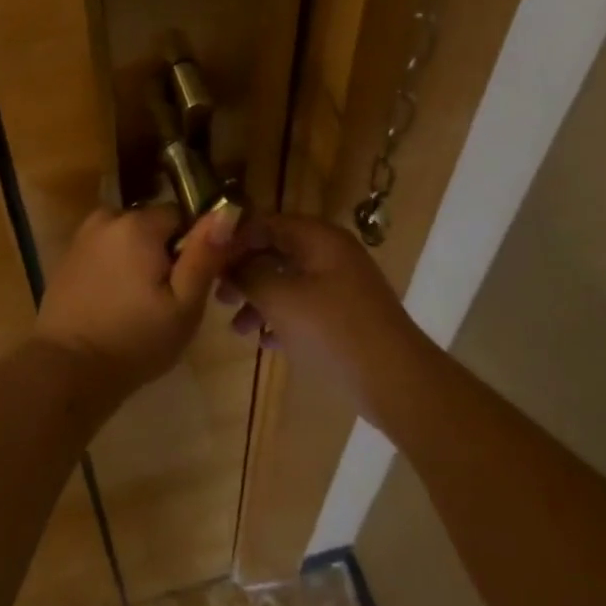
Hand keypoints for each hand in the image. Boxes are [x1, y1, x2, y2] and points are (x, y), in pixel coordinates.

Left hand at [33, 202, 240, 408]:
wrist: (68, 369)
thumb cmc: (135, 340)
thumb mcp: (184, 304)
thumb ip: (205, 254)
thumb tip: (227, 210)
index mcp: (137, 223)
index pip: (181, 214)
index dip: (193, 245)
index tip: (191, 281)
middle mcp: (107, 217)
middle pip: (153, 225)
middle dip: (165, 252)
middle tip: (168, 299)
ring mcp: (83, 236)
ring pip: (129, 238)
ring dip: (139, 260)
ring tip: (141, 304)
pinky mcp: (68, 257)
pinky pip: (106, 251)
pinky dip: (116, 269)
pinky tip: (116, 303)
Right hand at [217, 213, 419, 423]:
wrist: (397, 382)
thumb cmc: (333, 330)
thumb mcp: (280, 299)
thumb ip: (248, 275)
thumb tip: (228, 265)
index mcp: (318, 237)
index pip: (266, 223)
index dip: (234, 240)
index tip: (207, 264)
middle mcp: (330, 253)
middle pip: (276, 251)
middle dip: (244, 272)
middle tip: (219, 296)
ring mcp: (341, 285)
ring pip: (288, 281)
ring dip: (259, 299)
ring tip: (237, 328)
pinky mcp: (346, 315)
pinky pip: (304, 306)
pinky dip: (282, 318)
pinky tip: (263, 341)